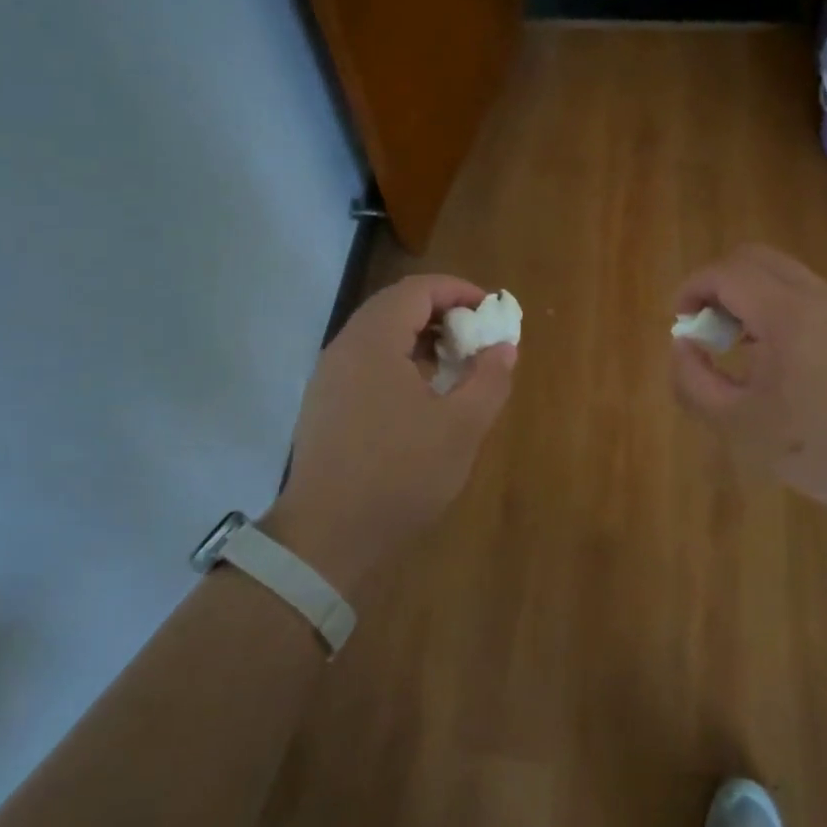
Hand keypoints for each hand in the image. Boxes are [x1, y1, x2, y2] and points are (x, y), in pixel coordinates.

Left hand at [272, 275, 514, 591]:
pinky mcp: (324, 404)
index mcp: (374, 342)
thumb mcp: (462, 428)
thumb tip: (502, 348)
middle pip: (395, 306)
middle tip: (476, 337)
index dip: (458, 291)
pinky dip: (399, 361)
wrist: (327, 536)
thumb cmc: (400, 474)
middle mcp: (344, 348)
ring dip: (420, 338)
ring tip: (455, 366)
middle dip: (441, 313)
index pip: (417, 290)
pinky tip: (422, 396)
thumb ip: (489, 379)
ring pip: (379, 335)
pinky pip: (366, 362)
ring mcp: (329, 377)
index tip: (490, 310)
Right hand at [671, 245, 826, 522]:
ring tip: (738, 347)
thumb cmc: (815, 446)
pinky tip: (775, 359)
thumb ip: (693, 381)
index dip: (691, 289)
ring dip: (748, 296)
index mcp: (786, 314)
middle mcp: (817, 297)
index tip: (680, 323)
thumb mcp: (736, 424)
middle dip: (718, 284)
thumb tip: (683, 345)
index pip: (726, 272)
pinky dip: (775, 308)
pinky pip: (805, 295)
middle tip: (708, 328)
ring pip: (782, 274)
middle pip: (754, 258)